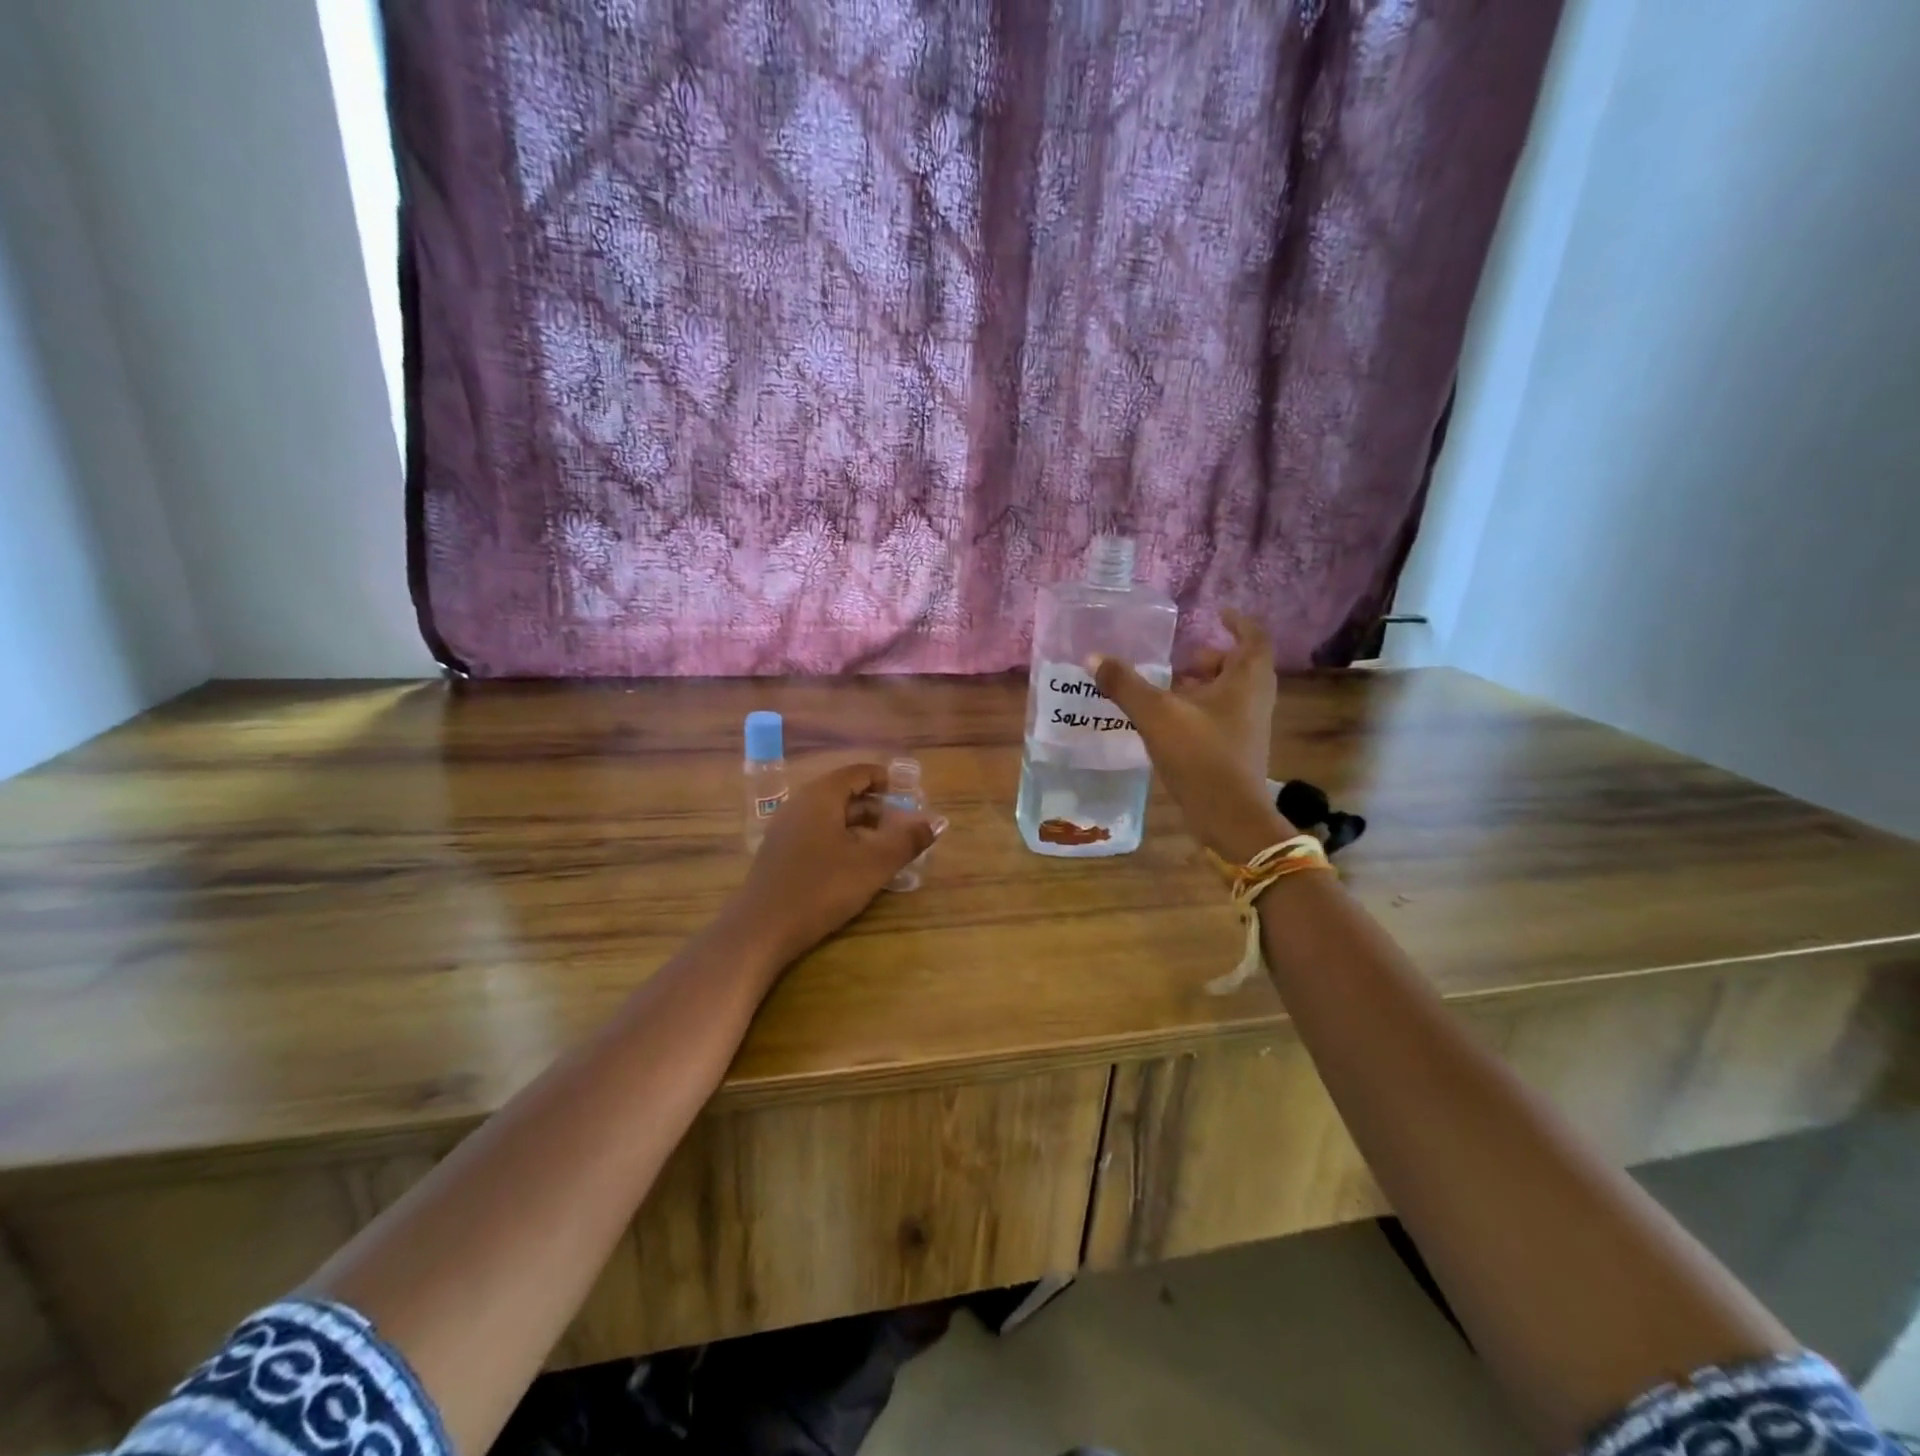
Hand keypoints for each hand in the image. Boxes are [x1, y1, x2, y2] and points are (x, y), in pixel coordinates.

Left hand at [735, 763, 938, 963]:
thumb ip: (906, 841)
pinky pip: (816, 833)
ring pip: (830, 816)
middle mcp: (800, 804)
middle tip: (902, 823)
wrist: (761, 929)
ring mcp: (785, 829)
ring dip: (858, 825)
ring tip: (883, 846)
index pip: (857, 772)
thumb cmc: (821, 888)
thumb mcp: (873, 865)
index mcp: (821, 796)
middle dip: (875, 806)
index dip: (884, 779)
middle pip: (843, 793)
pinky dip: (840, 839)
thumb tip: (935, 824)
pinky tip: (854, 865)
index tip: (907, 794)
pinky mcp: (779, 853)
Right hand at [1092, 609, 1294, 862]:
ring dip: (1203, 685)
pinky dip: (1200, 709)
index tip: (1217, 613)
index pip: (1253, 637)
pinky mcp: (1238, 750)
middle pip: (1239, 666)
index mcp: (1246, 680)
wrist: (1229, 816)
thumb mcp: (1156, 715)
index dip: (1237, 622)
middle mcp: (1255, 699)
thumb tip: (1093, 658)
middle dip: (1211, 658)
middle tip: (1181, 657)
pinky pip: (1222, 716)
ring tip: (1168, 687)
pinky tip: (1169, 722)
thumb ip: (1125, 685)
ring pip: (1230, 693)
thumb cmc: (1200, 755)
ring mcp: (1249, 727)